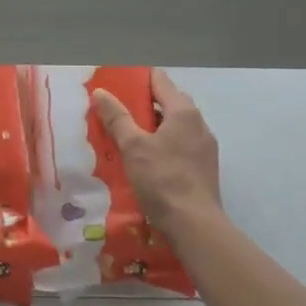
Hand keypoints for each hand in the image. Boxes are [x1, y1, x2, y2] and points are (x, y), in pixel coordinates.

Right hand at [91, 69, 224, 233]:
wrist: (195, 225)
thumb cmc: (162, 179)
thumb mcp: (133, 147)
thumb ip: (117, 117)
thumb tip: (101, 92)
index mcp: (183, 111)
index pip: (159, 80)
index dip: (136, 80)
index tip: (116, 87)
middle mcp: (199, 123)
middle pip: (168, 102)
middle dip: (142, 105)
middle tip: (116, 113)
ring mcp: (204, 146)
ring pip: (174, 126)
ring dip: (152, 127)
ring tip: (127, 137)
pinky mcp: (204, 167)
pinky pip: (180, 145)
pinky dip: (163, 145)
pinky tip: (147, 160)